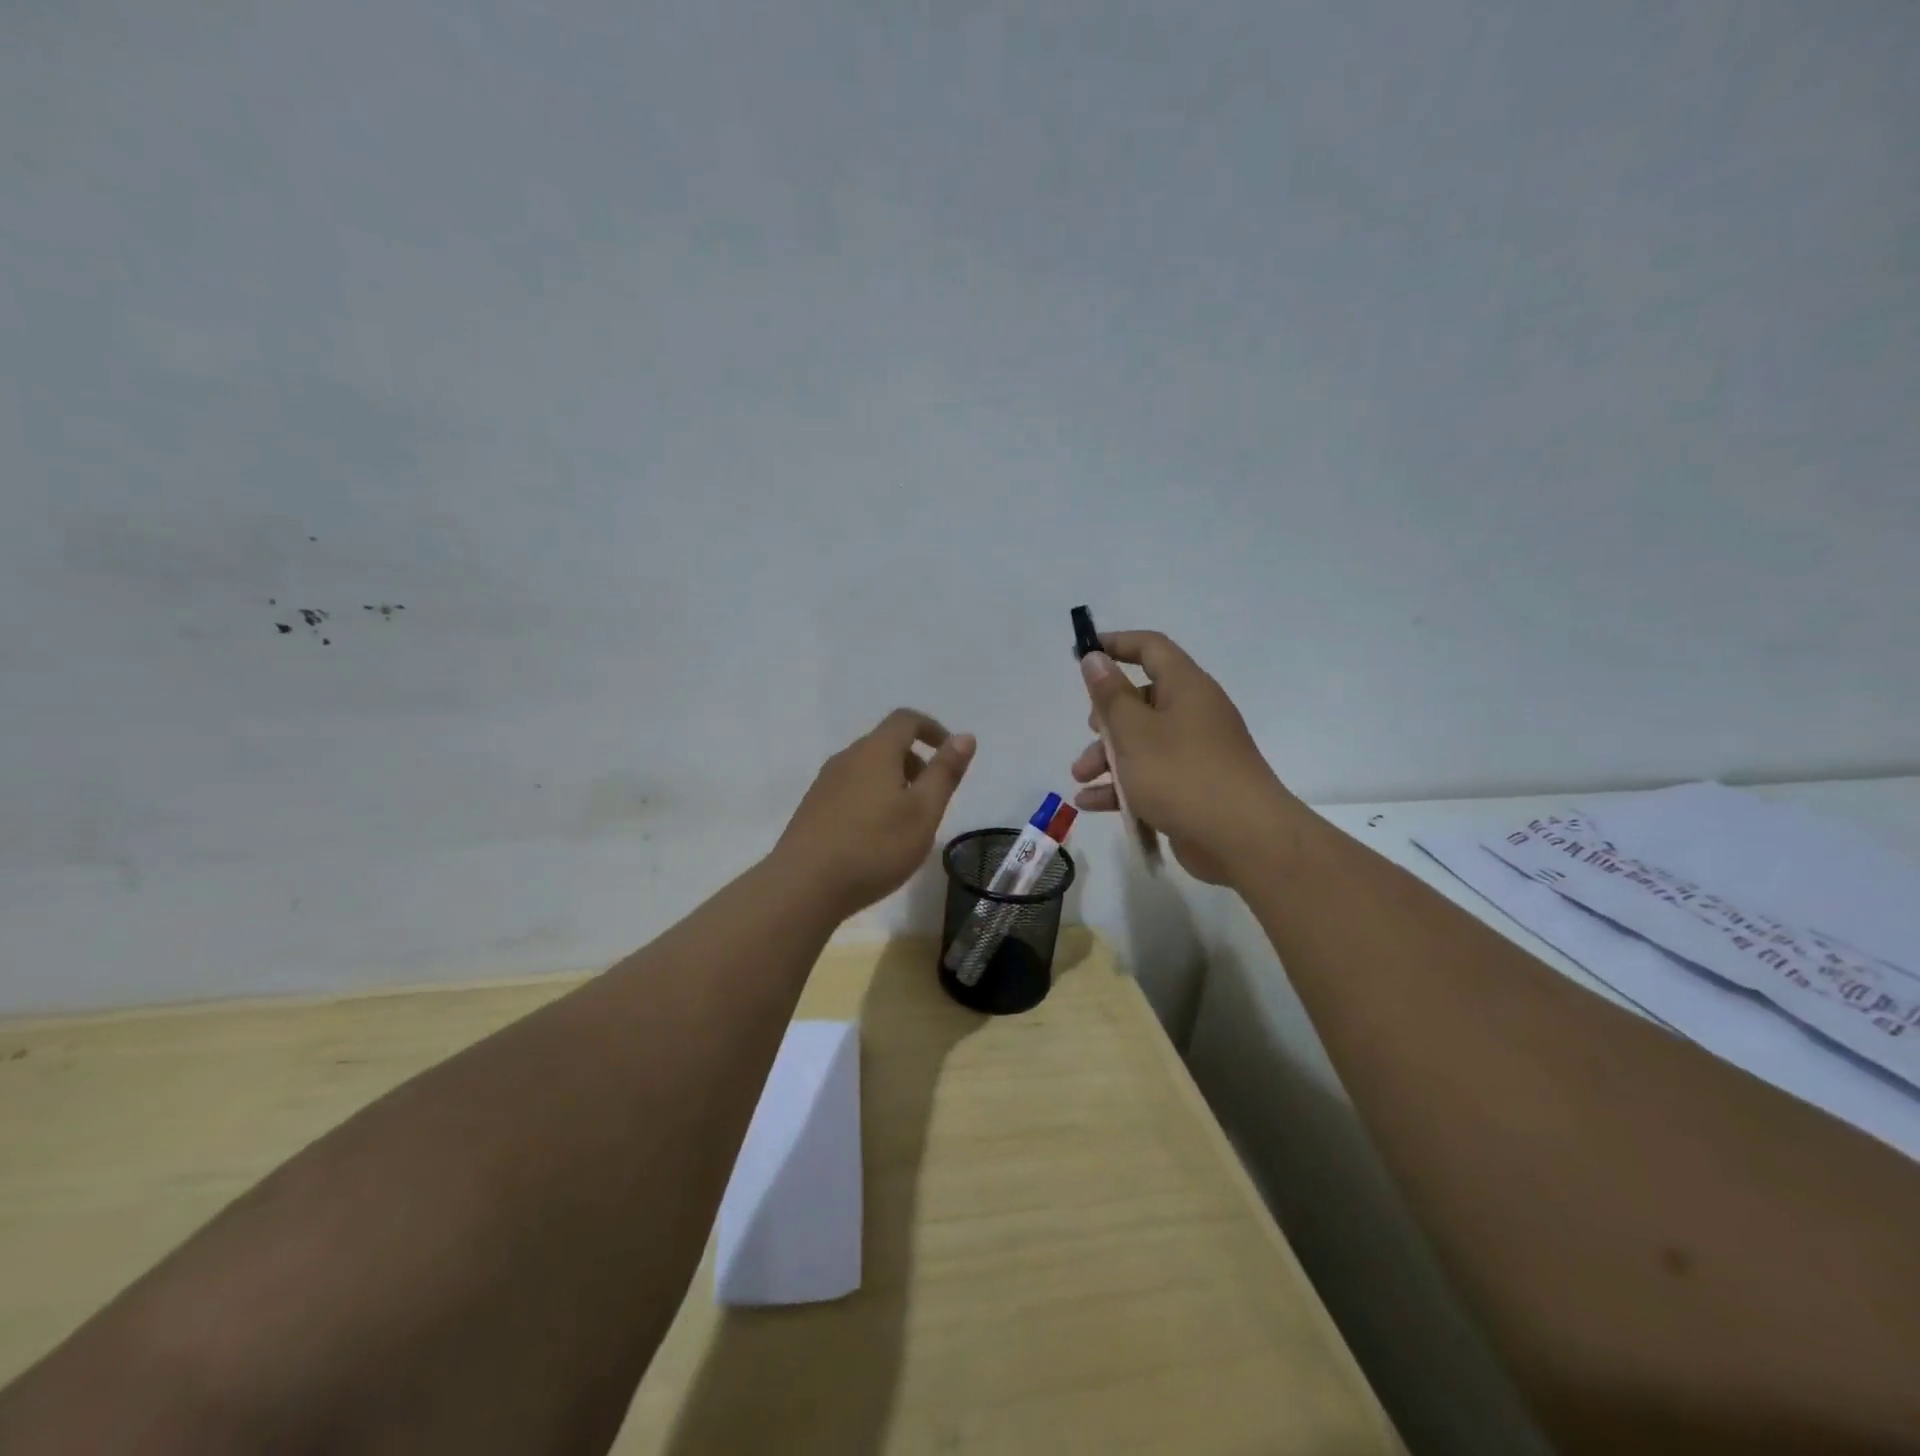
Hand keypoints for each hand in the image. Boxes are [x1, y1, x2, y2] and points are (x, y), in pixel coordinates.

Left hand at [775, 708, 976, 917]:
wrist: (804, 886)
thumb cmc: (874, 847)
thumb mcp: (923, 812)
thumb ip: (944, 772)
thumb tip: (965, 736)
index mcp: (875, 751)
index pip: (906, 720)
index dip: (932, 729)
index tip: (949, 752)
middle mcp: (846, 758)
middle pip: (885, 743)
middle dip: (914, 761)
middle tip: (932, 797)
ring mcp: (825, 783)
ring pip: (867, 768)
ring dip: (893, 781)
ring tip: (906, 822)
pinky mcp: (812, 808)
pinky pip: (850, 788)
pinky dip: (872, 797)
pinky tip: (875, 836)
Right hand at [1070, 632, 1289, 884]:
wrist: (1244, 839)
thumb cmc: (1183, 775)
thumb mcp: (1135, 732)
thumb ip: (1110, 696)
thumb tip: (1095, 658)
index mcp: (1186, 688)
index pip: (1151, 649)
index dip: (1117, 644)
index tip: (1083, 654)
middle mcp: (1194, 714)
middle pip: (1141, 702)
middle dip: (1105, 720)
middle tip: (1087, 734)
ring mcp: (1195, 753)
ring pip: (1142, 744)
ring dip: (1107, 759)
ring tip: (1080, 779)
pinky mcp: (1192, 789)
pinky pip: (1150, 778)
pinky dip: (1122, 788)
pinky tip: (1091, 805)